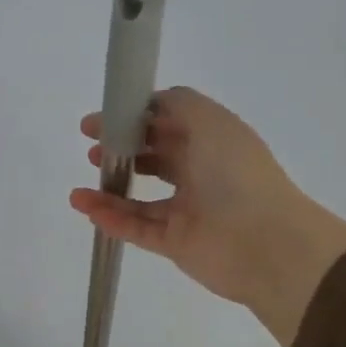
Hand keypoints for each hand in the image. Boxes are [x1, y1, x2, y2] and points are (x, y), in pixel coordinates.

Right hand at [69, 87, 345, 346]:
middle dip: (121, 152)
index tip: (102, 120)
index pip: (168, 125)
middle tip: (91, 150)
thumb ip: (176, 103)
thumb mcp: (208, 120)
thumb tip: (149, 104)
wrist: (264, 242)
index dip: (135, 119)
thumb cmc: (235, 173)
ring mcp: (188, 211)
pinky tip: (86, 207)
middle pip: (154, 159)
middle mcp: (201, 173)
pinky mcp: (176, 243)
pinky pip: (137, 228)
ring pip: (140, 200)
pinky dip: (111, 219)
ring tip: (81, 188)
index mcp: (212, 142)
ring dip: (109, 191)